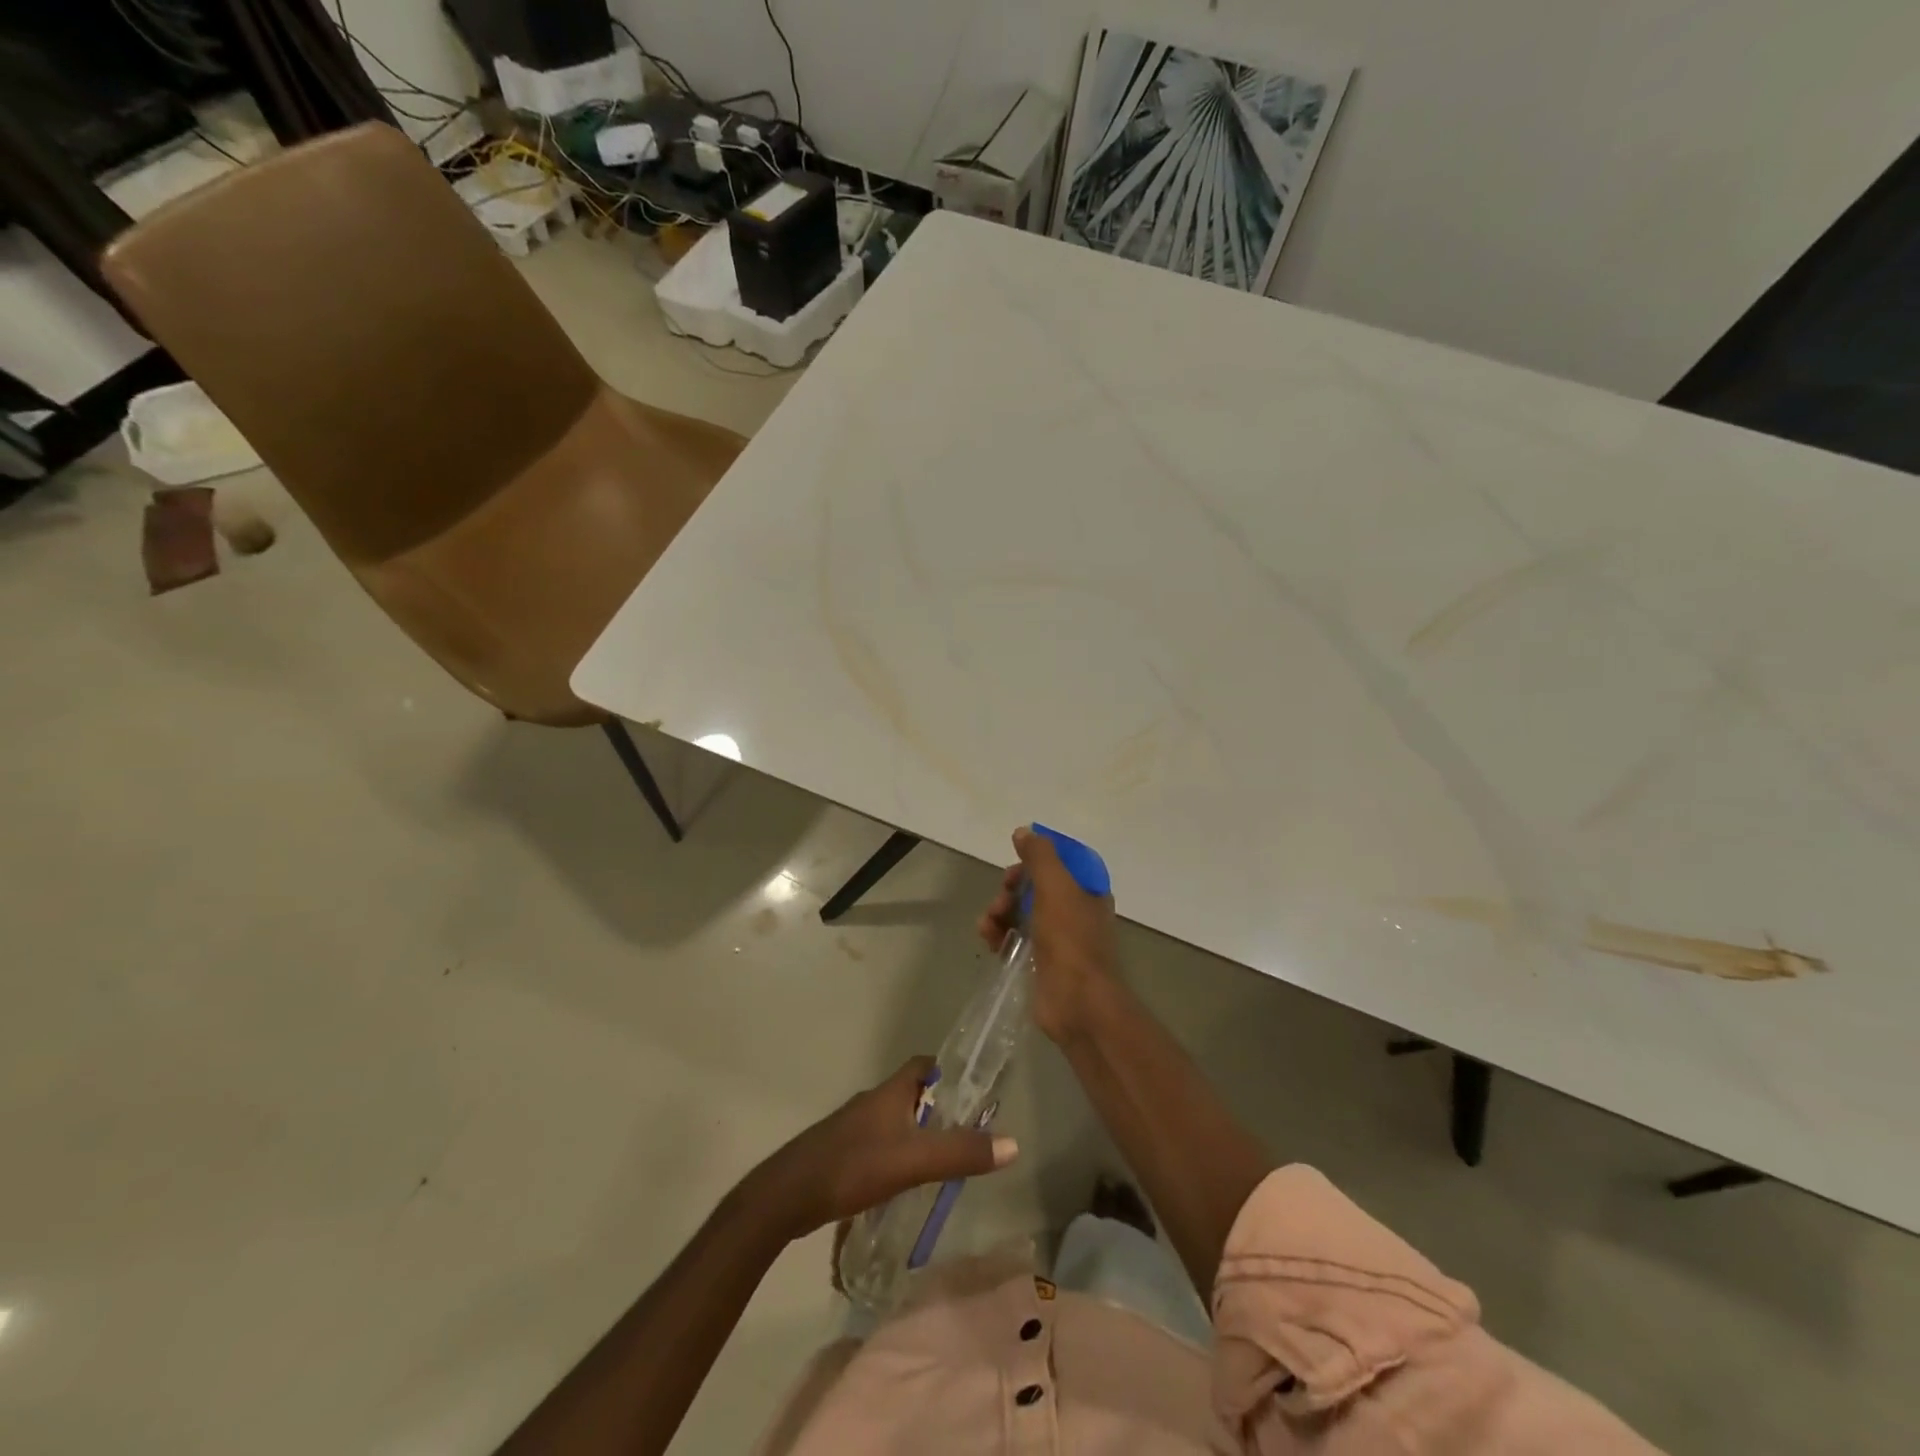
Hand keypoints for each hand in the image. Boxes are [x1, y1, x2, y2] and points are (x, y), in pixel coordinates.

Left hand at [749, 1058, 1018, 1240]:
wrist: (787, 1196)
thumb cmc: (853, 1166)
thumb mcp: (913, 1161)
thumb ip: (960, 1153)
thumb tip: (1013, 1144)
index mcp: (889, 1093)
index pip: (923, 1065)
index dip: (948, 1072)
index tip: (972, 1090)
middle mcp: (871, 1102)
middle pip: (910, 1095)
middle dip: (936, 1110)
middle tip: (964, 1134)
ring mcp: (852, 1128)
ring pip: (893, 1122)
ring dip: (915, 1136)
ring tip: (939, 1163)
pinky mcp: (839, 1154)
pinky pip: (877, 1146)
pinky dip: (895, 1157)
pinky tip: (901, 1185)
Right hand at [977, 825, 1119, 1043]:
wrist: (1077, 1002)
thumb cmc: (1070, 939)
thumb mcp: (1056, 887)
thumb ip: (1040, 856)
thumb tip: (1024, 832)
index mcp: (1087, 892)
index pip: (1059, 864)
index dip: (1035, 861)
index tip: (1017, 866)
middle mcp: (1075, 912)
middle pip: (1035, 887)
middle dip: (1012, 888)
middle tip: (1002, 898)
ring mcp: (1058, 939)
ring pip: (1021, 912)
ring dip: (1000, 912)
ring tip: (988, 925)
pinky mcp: (1040, 962)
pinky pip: (1014, 939)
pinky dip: (999, 935)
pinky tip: (988, 940)